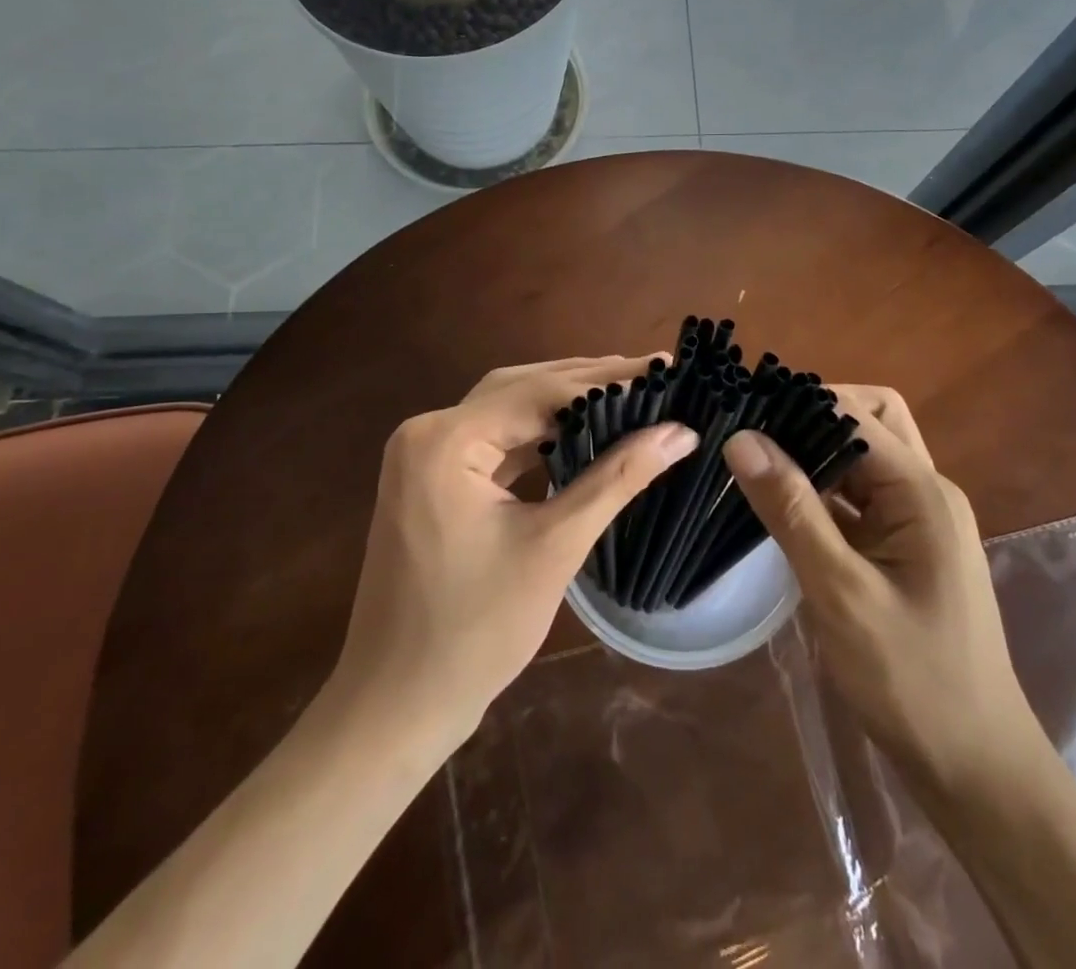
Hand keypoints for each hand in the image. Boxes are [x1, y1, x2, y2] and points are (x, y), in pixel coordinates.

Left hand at [332, 356, 698, 750]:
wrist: (395, 705)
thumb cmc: (476, 632)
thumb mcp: (554, 547)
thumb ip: (617, 479)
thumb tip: (680, 431)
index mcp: (446, 440)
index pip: (539, 392)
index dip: (607, 381)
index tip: (664, 370)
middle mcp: (428, 431)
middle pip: (519, 389)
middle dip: (586, 381)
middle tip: (651, 374)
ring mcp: (423, 455)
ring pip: (506, 411)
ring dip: (562, 404)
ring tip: (626, 395)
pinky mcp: (430, 478)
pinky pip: (492, 441)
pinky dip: (536, 434)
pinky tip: (579, 433)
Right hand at [721, 386, 1041, 802]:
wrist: (974, 767)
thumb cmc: (911, 678)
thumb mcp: (840, 591)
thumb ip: (791, 509)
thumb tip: (742, 438)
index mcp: (922, 492)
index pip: (856, 414)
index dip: (800, 402)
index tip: (743, 407)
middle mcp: (926, 492)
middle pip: (870, 420)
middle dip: (813, 415)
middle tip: (755, 431)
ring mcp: (918, 521)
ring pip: (863, 458)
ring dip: (815, 451)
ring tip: (755, 456)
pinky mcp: (904, 547)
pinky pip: (859, 496)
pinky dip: (822, 488)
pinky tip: (781, 501)